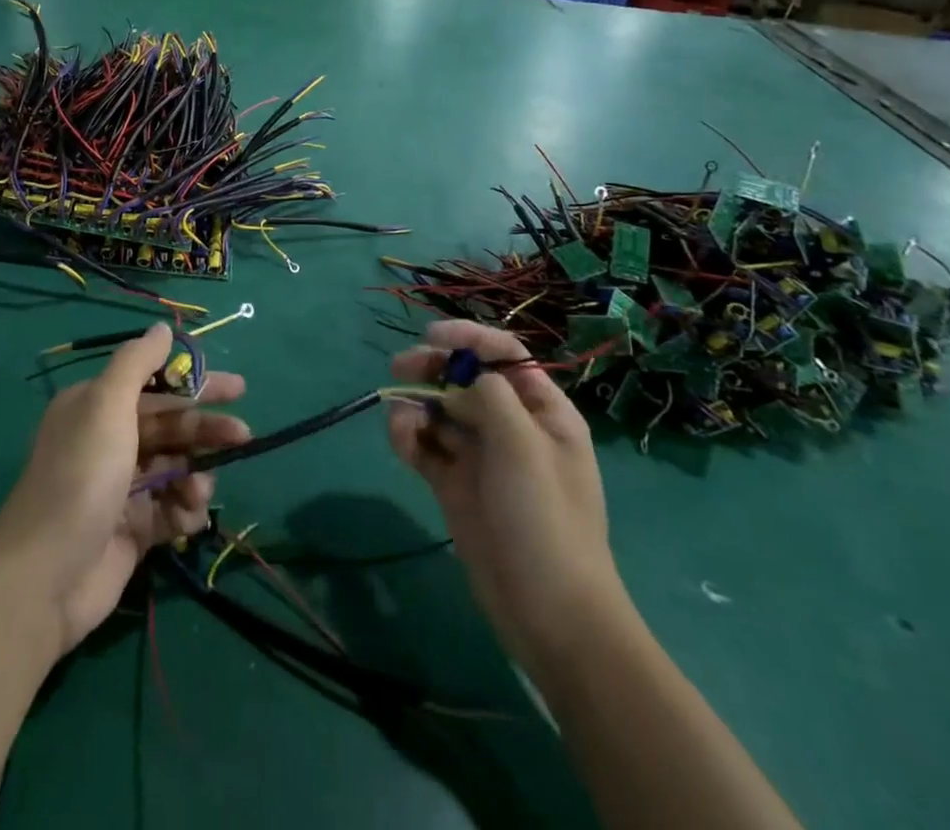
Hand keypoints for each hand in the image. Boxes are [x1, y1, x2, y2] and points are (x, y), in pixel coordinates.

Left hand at [0, 325, 247, 654]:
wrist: (47, 575)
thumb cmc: (82, 475)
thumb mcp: (106, 404)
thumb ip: (137, 362)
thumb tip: (163, 327)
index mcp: (96, 406)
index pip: (156, 384)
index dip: (196, 382)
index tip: (236, 388)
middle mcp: (108, 440)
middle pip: (170, 425)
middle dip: (205, 429)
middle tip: (243, 434)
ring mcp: (121, 487)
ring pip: (174, 467)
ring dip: (194, 474)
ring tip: (199, 490)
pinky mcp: (133, 529)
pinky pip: (170, 509)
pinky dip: (183, 510)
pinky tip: (187, 517)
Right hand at [387, 320, 625, 674]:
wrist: (549, 613)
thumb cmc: (545, 518)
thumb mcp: (524, 445)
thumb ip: (488, 396)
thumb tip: (456, 381)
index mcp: (542, 411)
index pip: (505, 354)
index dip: (469, 338)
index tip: (431, 337)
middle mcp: (511, 426)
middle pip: (466, 378)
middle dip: (433, 368)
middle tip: (400, 368)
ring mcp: (481, 456)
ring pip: (440, 410)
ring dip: (416, 404)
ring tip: (402, 420)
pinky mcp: (455, 484)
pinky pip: (426, 446)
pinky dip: (409, 436)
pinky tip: (401, 441)